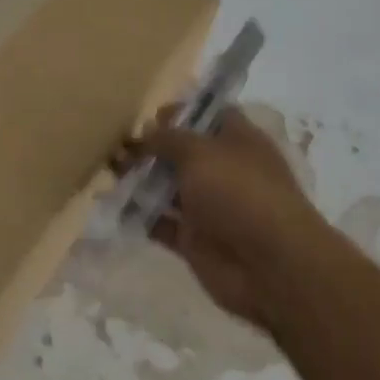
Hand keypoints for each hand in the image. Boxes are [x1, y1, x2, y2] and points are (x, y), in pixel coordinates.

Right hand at [130, 105, 318, 328]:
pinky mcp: (196, 240)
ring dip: (140, 178)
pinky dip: (140, 215)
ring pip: (168, 186)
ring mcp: (210, 206)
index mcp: (237, 140)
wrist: (272, 268)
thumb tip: (146, 132)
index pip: (208, 115)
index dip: (181, 111)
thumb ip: (168, 138)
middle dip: (151, 146)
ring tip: (108, 169)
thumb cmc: (240, 192)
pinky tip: (113, 204)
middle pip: (182, 151)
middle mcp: (224, 170)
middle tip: (117, 143)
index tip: (150, 114)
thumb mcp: (199, 151)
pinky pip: (162, 223)